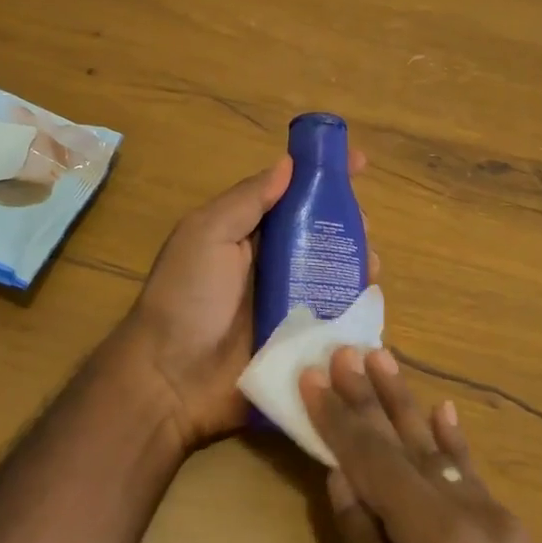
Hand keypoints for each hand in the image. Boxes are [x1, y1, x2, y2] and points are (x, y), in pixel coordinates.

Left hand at [108, 147, 370, 451]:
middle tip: (363, 226)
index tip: (359, 163)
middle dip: (348, 224)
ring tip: (369, 264)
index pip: (293, 198)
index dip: (324, 179)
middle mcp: (273, 266)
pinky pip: (337, 320)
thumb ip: (247, 200)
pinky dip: (357, 308)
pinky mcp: (302, 344)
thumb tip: (288, 163)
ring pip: (335, 276)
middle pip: (322, 236)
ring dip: (358, 264)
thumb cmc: (186, 297)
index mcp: (249, 236)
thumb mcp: (207, 234)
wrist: (171, 380)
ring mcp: (289, 306)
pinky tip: (369, 301)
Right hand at [303, 350, 541, 542]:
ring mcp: (501, 527)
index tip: (313, 376)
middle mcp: (473, 517)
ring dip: (407, 405)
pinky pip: (474, 478)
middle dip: (370, 398)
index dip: (339, 420)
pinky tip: (446, 412)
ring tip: (383, 359)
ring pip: (440, 452)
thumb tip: (343, 481)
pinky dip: (455, 442)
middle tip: (344, 350)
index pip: (375, 463)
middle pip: (408, 445)